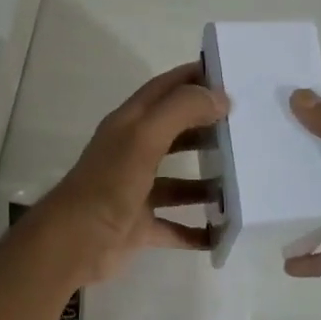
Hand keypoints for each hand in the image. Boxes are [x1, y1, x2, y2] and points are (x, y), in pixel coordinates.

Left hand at [33, 63, 230, 286]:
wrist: (74, 243)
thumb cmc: (109, 184)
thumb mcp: (144, 137)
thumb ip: (181, 111)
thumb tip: (220, 97)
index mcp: (130, 125)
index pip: (164, 89)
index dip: (192, 78)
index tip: (230, 76)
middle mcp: (132, 153)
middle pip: (175, 133)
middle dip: (206, 128)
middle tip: (245, 129)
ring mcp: (136, 191)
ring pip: (178, 182)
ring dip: (206, 182)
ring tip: (241, 181)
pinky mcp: (139, 226)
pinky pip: (175, 226)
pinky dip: (197, 231)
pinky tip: (222, 232)